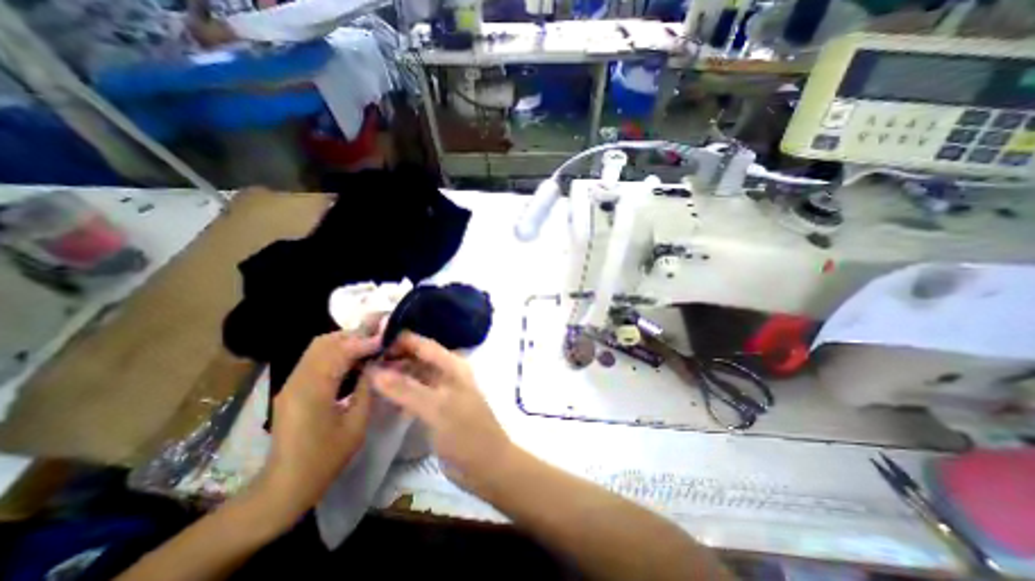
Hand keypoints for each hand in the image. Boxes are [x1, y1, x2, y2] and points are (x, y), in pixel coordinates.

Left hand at [250, 330, 379, 522]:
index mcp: (313, 391)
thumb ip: (367, 388)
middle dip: (354, 335)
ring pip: (319, 347)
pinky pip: (316, 358)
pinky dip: (337, 351)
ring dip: (346, 341)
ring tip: (370, 345)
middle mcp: (298, 380)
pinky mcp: (293, 387)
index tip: (387, 338)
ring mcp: (292, 383)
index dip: (365, 341)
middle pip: (325, 342)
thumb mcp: (356, 424)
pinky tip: (355, 359)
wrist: (284, 485)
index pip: (339, 351)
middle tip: (380, 336)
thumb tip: (377, 364)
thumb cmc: (325, 459)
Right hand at [366, 332, 509, 488]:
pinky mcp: (435, 408)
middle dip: (392, 358)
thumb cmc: (466, 433)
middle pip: (416, 358)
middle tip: (359, 361)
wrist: (486, 466)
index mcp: (453, 365)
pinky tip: (379, 397)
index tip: (367, 341)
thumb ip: (406, 389)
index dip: (398, 340)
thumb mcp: (436, 408)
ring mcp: (441, 391)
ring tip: (363, 377)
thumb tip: (374, 370)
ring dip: (393, 375)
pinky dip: (398, 393)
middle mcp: (447, 373)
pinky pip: (413, 393)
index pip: (422, 344)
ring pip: (413, 375)